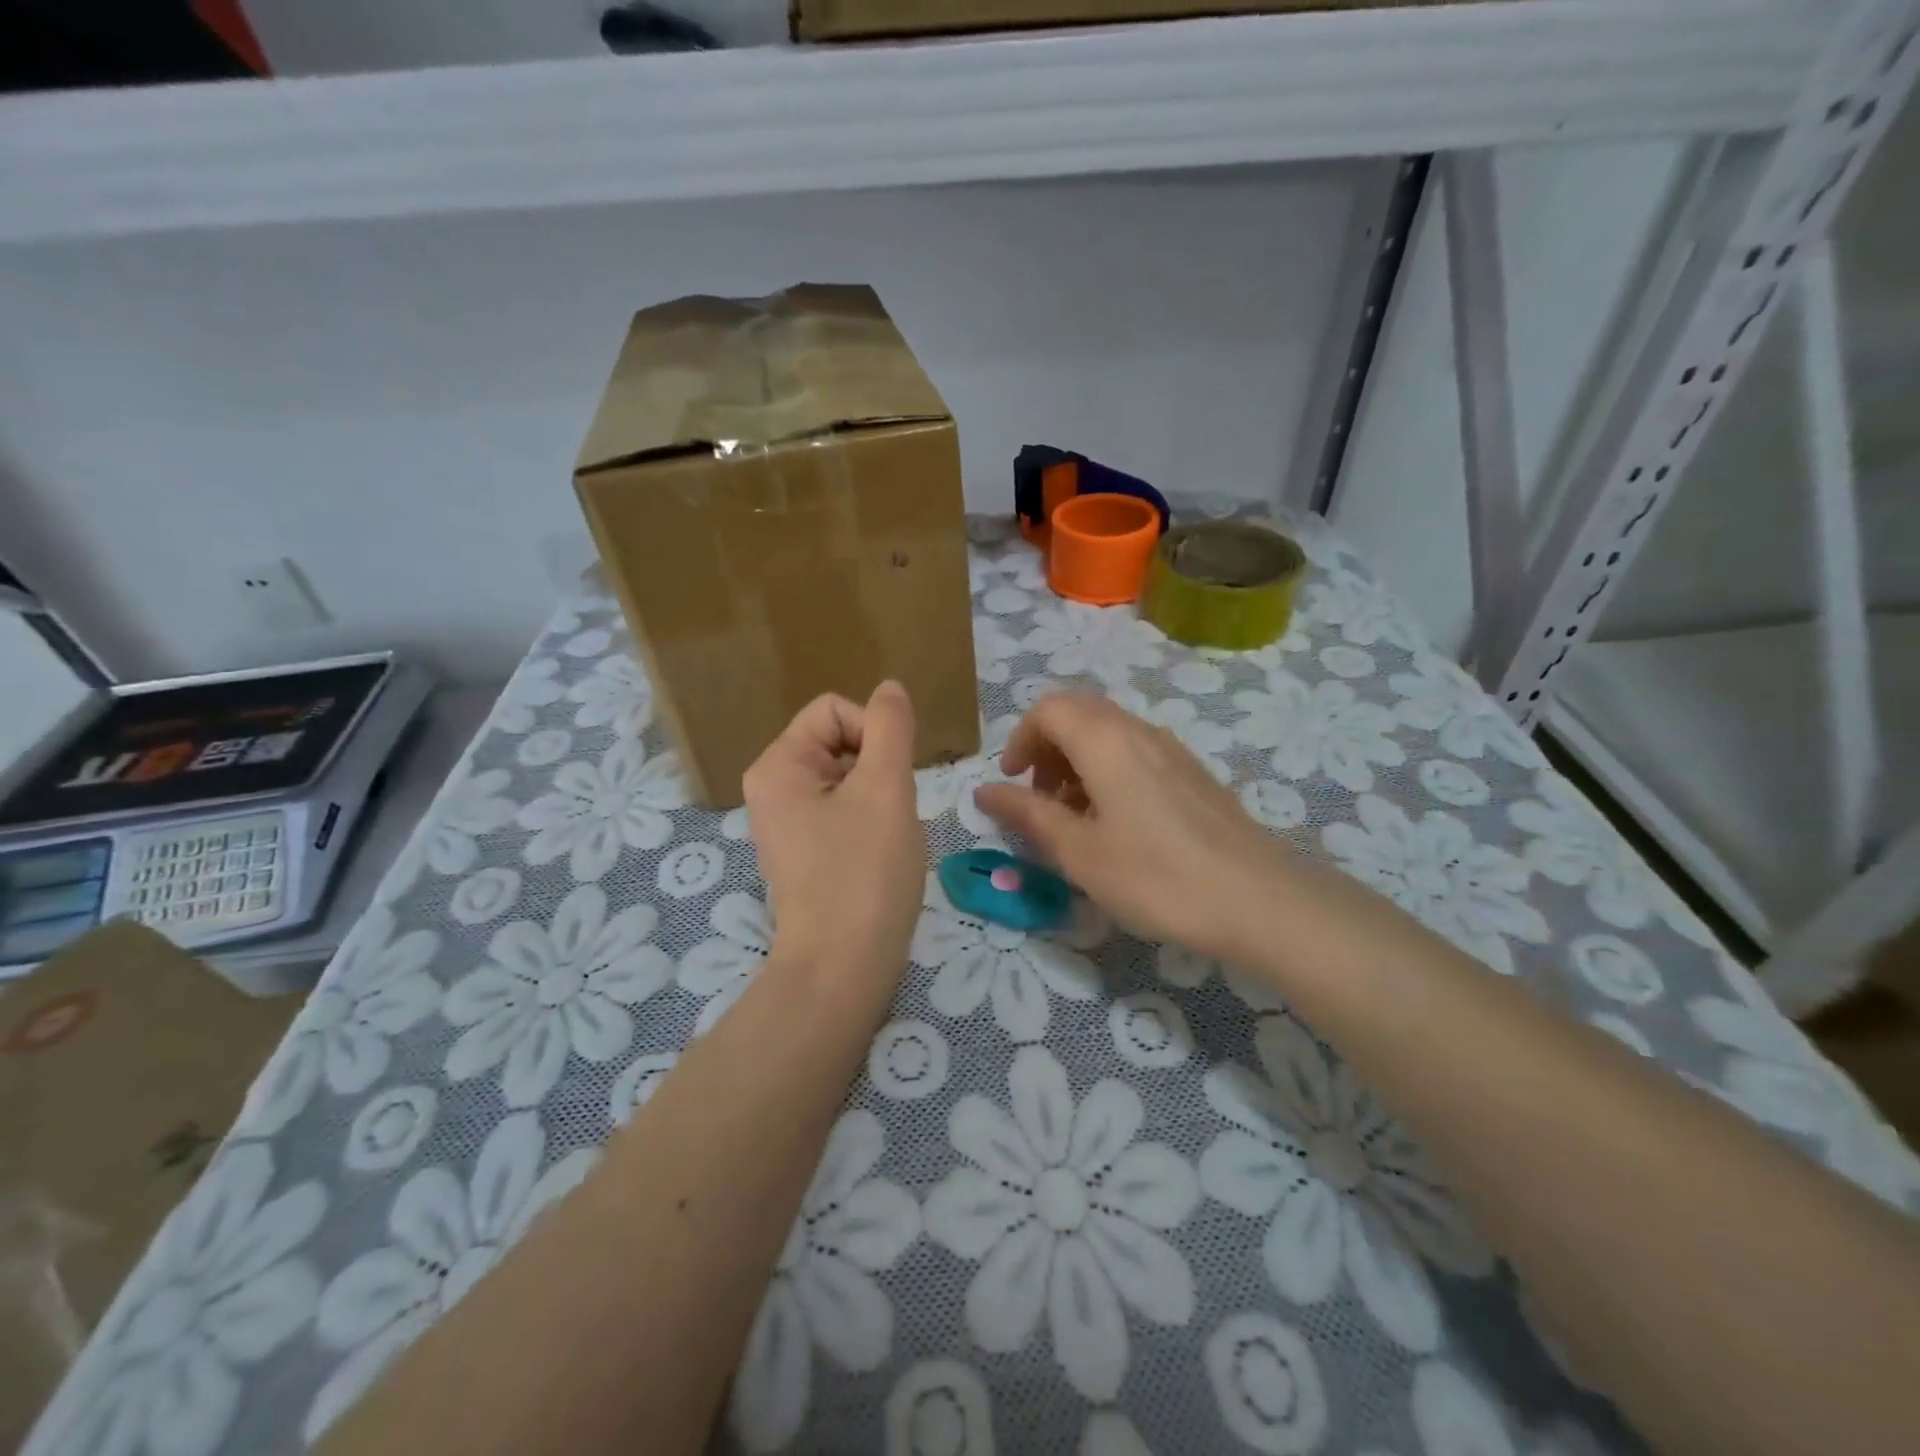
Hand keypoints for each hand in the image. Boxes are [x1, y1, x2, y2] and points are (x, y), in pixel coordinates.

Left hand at [743, 682, 925, 977]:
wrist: (843, 967)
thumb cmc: (865, 872)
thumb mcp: (886, 789)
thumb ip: (890, 728)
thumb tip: (889, 688)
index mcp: (777, 765)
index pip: (835, 710)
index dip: (874, 732)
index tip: (893, 779)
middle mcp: (771, 788)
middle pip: (839, 741)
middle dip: (876, 767)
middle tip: (891, 811)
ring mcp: (785, 822)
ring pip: (847, 777)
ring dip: (877, 795)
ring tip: (886, 835)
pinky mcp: (803, 850)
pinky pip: (841, 809)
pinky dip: (868, 820)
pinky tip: (878, 852)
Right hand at [973, 693, 1292, 963]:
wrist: (1259, 900)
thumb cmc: (1155, 876)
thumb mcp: (1078, 852)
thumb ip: (1027, 814)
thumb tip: (983, 790)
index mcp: (1105, 740)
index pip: (1049, 709)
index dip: (1021, 740)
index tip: (1012, 783)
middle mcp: (1138, 731)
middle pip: (1079, 714)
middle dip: (1047, 748)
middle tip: (1039, 799)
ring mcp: (1172, 750)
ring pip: (1109, 733)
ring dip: (1077, 762)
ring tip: (1074, 818)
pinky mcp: (1193, 774)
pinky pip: (1137, 753)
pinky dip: (1109, 772)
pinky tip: (1116, 825)